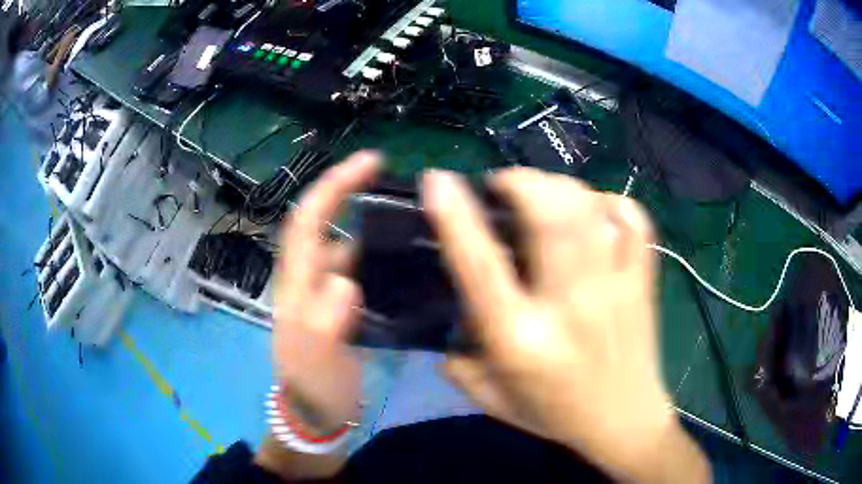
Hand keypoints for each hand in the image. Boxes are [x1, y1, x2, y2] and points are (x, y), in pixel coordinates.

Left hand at [272, 151, 380, 432]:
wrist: (315, 416)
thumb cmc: (313, 391)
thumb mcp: (315, 364)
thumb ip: (323, 323)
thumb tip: (345, 279)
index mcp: (296, 285)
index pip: (307, 221)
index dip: (334, 186)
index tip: (369, 162)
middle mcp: (307, 279)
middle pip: (325, 224)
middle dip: (352, 191)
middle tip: (395, 178)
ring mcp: (325, 292)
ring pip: (346, 244)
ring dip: (370, 222)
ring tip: (411, 213)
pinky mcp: (343, 306)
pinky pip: (360, 267)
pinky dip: (379, 253)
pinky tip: (408, 256)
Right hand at [422, 168, 709, 482]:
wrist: (626, 424)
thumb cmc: (558, 416)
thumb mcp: (493, 401)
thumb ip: (459, 365)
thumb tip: (447, 326)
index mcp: (522, 341)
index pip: (482, 267)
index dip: (456, 216)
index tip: (438, 179)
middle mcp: (570, 307)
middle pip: (550, 219)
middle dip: (520, 182)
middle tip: (503, 184)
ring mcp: (615, 289)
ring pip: (591, 211)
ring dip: (559, 187)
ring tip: (542, 192)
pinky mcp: (643, 283)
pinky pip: (634, 222)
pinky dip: (610, 203)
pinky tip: (593, 210)